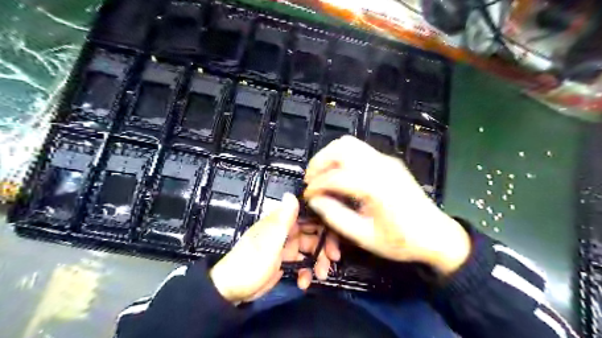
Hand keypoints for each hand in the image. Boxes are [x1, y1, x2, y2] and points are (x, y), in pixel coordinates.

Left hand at [209, 193, 337, 302]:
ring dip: (318, 261)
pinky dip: (306, 272)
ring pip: (311, 248)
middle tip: (332, 260)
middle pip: (314, 232)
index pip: (309, 215)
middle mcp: (286, 230)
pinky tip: (303, 283)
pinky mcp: (286, 260)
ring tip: (320, 276)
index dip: (324, 224)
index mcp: (282, 221)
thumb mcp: (269, 243)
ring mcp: (286, 246)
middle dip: (325, 246)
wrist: (231, 290)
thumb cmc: (250, 264)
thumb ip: (282, 220)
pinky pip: (302, 262)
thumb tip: (291, 194)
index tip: (335, 238)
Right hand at [306, 136, 469, 274]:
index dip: (316, 185)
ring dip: (330, 156)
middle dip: (320, 162)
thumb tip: (315, 201)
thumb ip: (336, 217)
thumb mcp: (364, 237)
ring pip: (349, 144)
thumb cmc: (401, 240)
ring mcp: (386, 160)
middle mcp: (381, 166)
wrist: (435, 235)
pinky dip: (342, 157)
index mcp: (375, 187)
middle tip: (311, 180)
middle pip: (341, 148)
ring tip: (322, 175)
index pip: (336, 176)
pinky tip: (339, 174)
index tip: (307, 196)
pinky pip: (359, 149)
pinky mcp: (388, 161)